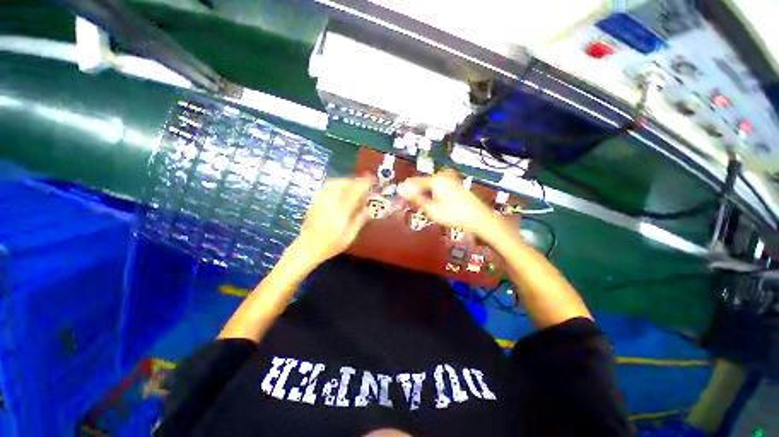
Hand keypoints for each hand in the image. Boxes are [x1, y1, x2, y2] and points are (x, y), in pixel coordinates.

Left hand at [293, 177, 372, 263]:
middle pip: (345, 183)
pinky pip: (328, 187)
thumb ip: (359, 220)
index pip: (356, 190)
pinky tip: (341, 191)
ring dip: (347, 181)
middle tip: (365, 184)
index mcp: (342, 210)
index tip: (374, 180)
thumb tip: (369, 209)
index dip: (366, 183)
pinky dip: (337, 184)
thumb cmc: (331, 244)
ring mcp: (321, 199)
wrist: (307, 247)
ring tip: (354, 186)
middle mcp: (331, 201)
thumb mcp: (349, 235)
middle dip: (357, 181)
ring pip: (335, 182)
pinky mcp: (315, 201)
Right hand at [397, 169, 494, 231]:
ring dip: (424, 194)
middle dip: (416, 192)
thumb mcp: (432, 209)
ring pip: (430, 184)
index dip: (406, 190)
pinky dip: (433, 193)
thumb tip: (401, 190)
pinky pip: (437, 186)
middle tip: (412, 204)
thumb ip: (416, 198)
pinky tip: (434, 202)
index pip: (415, 182)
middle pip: (422, 182)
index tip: (398, 195)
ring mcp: (450, 178)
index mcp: (436, 179)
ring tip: (423, 205)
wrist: (479, 217)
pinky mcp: (454, 182)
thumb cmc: (454, 215)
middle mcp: (442, 175)